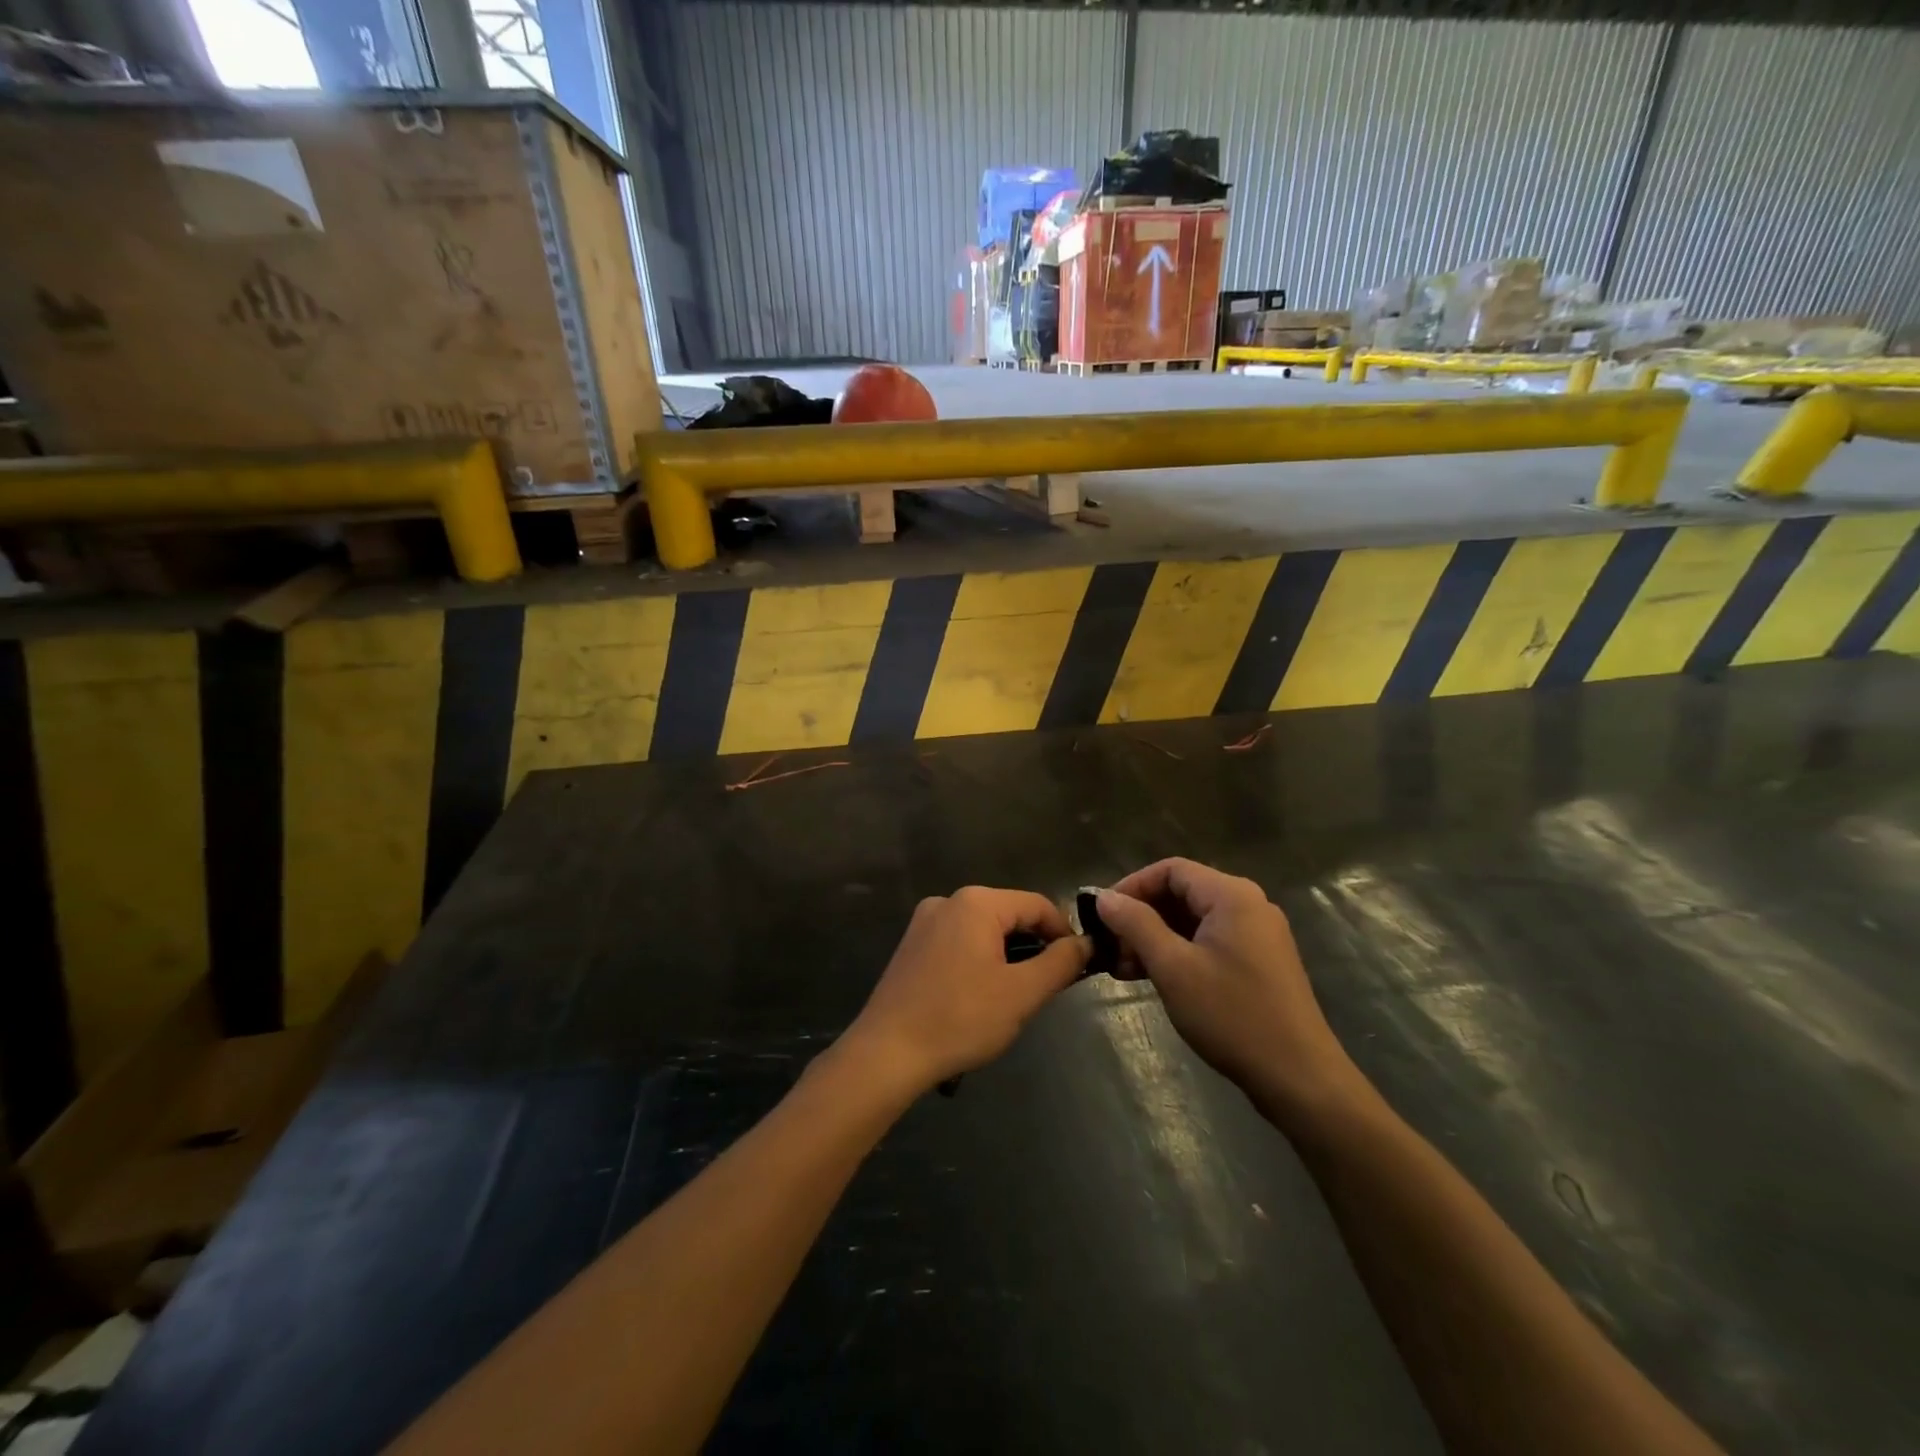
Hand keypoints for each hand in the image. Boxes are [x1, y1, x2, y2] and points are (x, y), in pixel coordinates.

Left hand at [842, 887, 1088, 1093]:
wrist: (886, 1053)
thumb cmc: (960, 1019)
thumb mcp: (1022, 993)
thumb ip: (1060, 963)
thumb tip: (1085, 944)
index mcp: (976, 902)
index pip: (1038, 905)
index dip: (1063, 934)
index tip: (1076, 969)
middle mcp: (948, 901)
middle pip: (1009, 915)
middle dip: (1033, 947)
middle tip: (1046, 989)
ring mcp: (925, 922)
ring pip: (984, 930)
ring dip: (1006, 957)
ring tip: (1014, 998)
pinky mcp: (911, 945)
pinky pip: (959, 943)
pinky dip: (979, 961)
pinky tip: (978, 998)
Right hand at [1096, 859, 1362, 1123]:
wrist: (1299, 1077)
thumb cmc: (1231, 1016)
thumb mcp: (1173, 968)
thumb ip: (1136, 925)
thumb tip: (1104, 897)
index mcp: (1232, 895)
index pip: (1170, 869)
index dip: (1131, 886)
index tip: (1101, 914)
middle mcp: (1248, 905)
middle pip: (1182, 893)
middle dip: (1141, 916)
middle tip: (1109, 947)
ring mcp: (1258, 934)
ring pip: (1193, 920)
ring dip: (1155, 937)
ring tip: (1123, 968)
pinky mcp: (1259, 961)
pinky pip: (1209, 940)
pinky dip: (1178, 952)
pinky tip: (1154, 977)